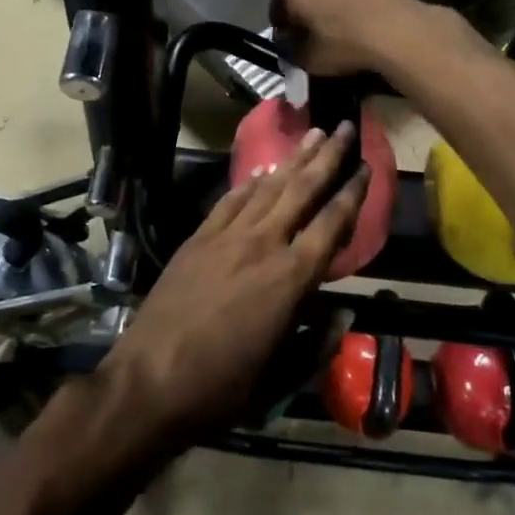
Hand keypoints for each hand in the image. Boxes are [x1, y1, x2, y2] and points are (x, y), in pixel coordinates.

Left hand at [100, 123, 368, 447]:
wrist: (148, 380)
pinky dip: (250, 182)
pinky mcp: (197, 238)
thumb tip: (346, 313)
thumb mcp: (281, 379)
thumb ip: (317, 344)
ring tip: (311, 133)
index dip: (352, 193)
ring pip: (267, 187)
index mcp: (290, 279)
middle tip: (344, 126)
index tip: (366, 165)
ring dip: (292, 159)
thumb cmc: (221, 388)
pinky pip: (230, 200)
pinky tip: (262, 170)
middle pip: (301, 190)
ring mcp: (225, 236)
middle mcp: (262, 245)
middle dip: (326, 156)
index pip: (331, 224)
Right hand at [271, 0, 470, 76]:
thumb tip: (289, 44)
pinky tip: (359, 26)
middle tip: (312, 38)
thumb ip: (289, 50)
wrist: (395, 30)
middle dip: (304, 13)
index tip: (290, 44)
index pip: (276, 5)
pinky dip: (350, 5)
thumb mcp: (304, 58)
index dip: (282, 27)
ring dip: (329, 8)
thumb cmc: (340, 43)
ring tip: (338, 33)